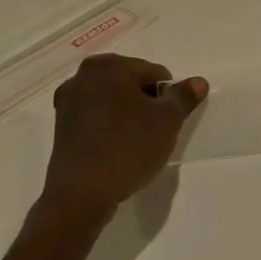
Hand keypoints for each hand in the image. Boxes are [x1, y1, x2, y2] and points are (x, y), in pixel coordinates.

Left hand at [42, 55, 207, 223]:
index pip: (153, 72)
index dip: (167, 96)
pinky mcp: (61, 126)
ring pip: (112, 101)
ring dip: (127, 115)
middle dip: (146, 103)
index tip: (168, 121)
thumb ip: (184, 97)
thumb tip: (199, 81)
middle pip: (130, 83)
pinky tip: (117, 149)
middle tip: (154, 132)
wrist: (81, 194)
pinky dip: (109, 127)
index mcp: (108, 66)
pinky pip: (96, 118)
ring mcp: (68, 101)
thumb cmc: (127, 147)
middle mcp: (82, 75)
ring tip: (136, 143)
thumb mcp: (167, 121)